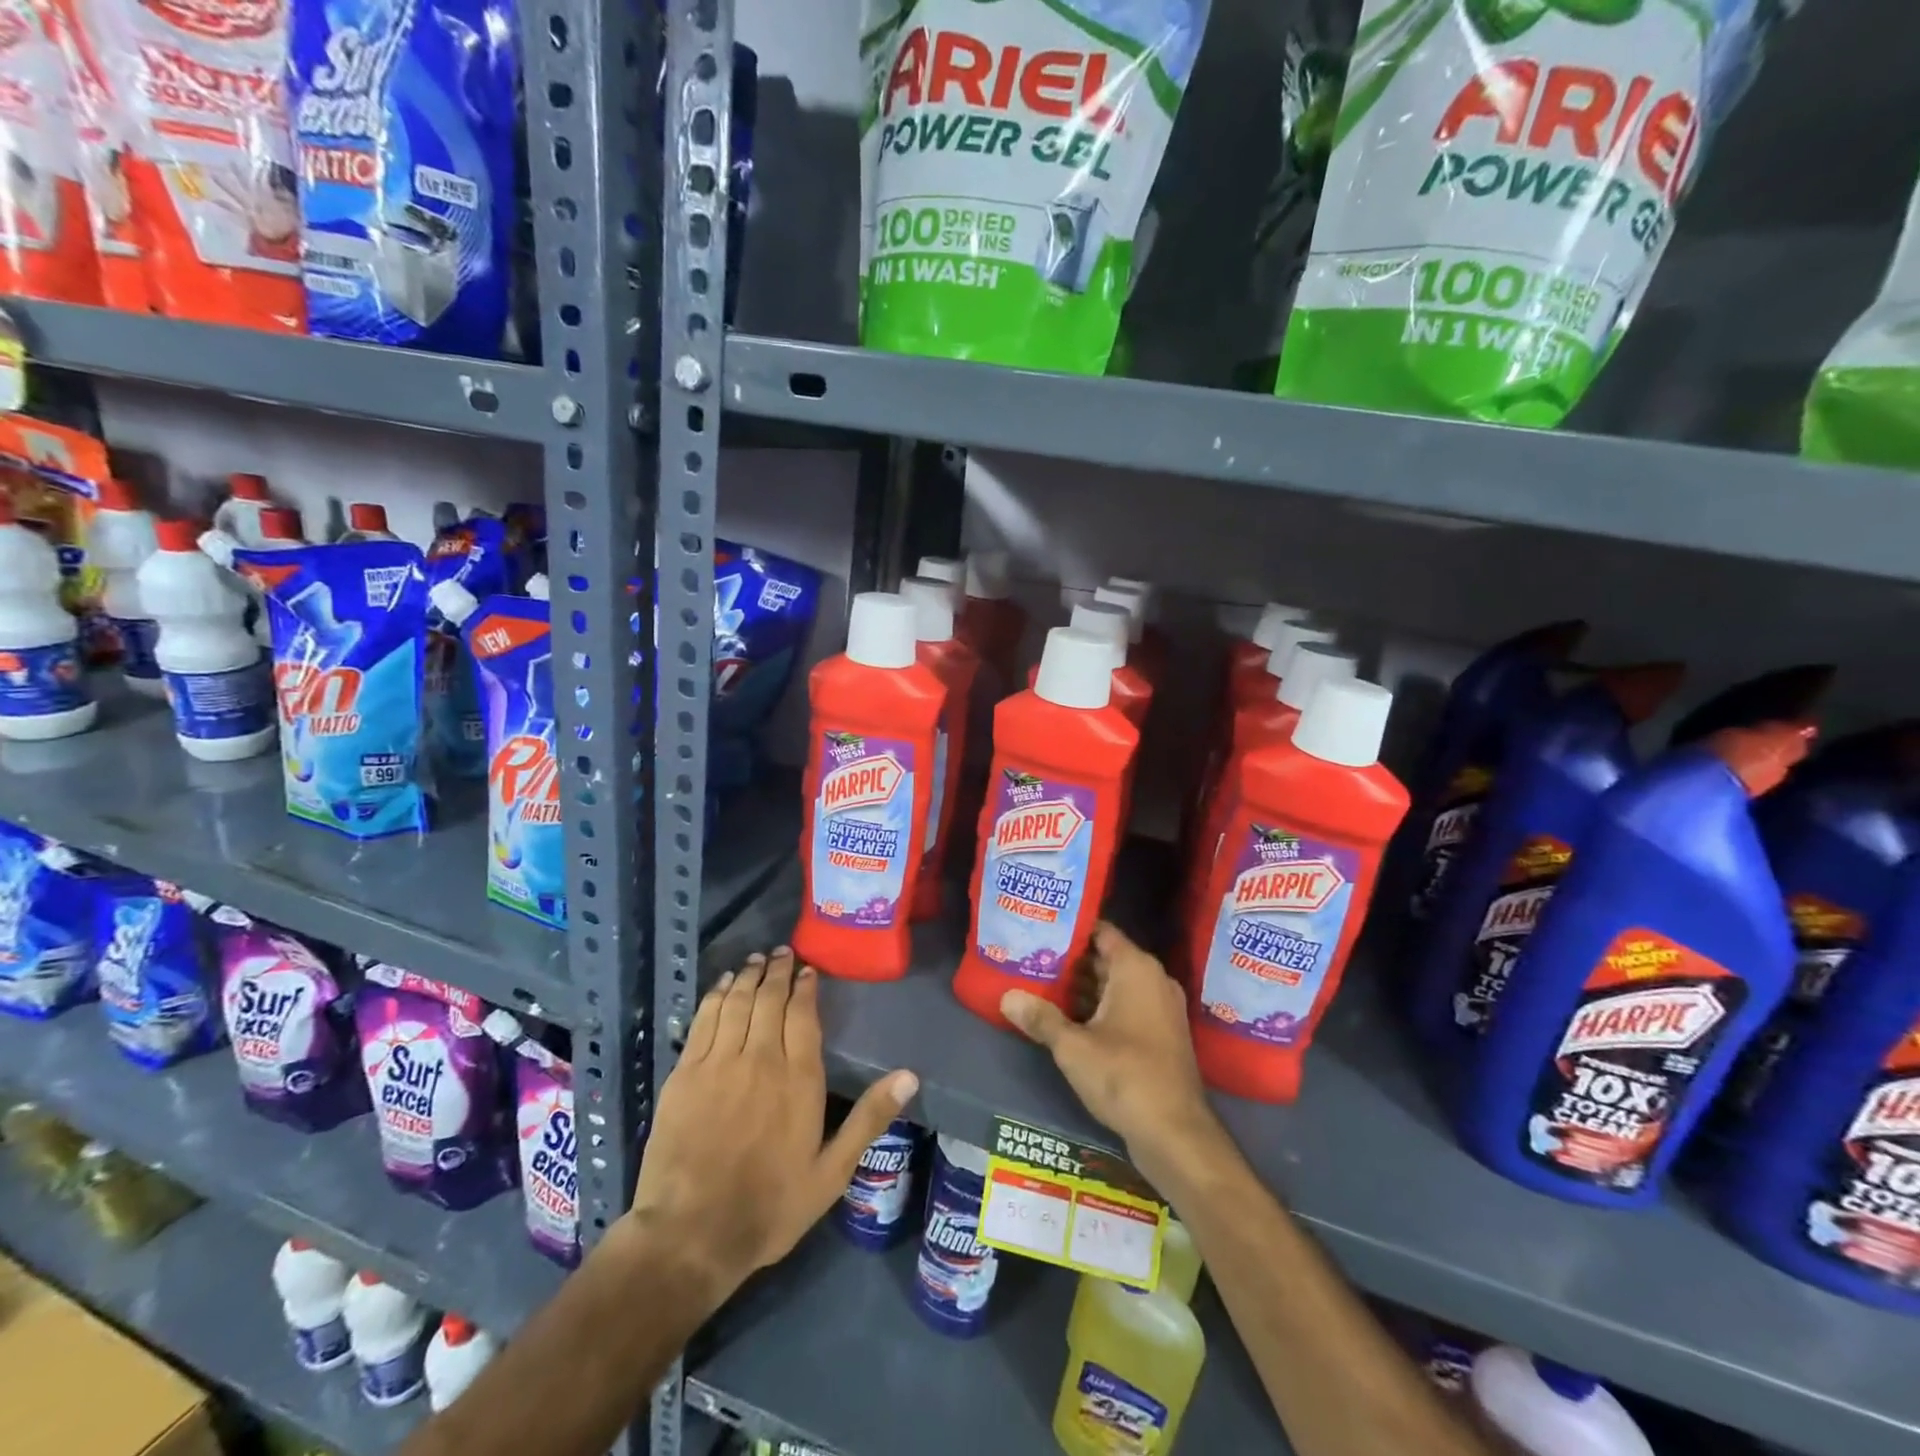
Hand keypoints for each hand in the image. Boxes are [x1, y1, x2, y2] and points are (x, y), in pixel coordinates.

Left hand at [629, 947, 916, 1300]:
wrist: (691, 1235)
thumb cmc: (770, 1206)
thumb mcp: (832, 1172)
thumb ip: (869, 1118)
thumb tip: (910, 1075)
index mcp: (799, 1078)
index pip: (803, 1015)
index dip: (805, 987)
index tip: (807, 970)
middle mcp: (760, 1058)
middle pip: (769, 999)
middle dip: (777, 971)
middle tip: (781, 952)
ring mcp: (718, 1062)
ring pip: (737, 1002)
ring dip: (748, 976)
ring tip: (755, 960)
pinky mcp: (685, 1073)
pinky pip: (704, 1020)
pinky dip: (715, 996)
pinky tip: (722, 985)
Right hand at [1001, 923, 1221, 1186]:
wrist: (1175, 1133)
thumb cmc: (1123, 1075)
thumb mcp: (1073, 1046)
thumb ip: (1040, 1018)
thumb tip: (1007, 997)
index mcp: (1136, 968)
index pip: (1100, 932)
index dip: (1070, 930)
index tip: (1039, 929)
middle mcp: (1153, 980)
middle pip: (1105, 958)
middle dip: (1070, 961)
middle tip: (1030, 959)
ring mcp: (1161, 1009)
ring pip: (1115, 985)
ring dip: (1082, 989)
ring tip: (1040, 986)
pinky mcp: (1161, 1035)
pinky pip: (1125, 1007)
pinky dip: (1099, 1009)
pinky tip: (1066, 1019)